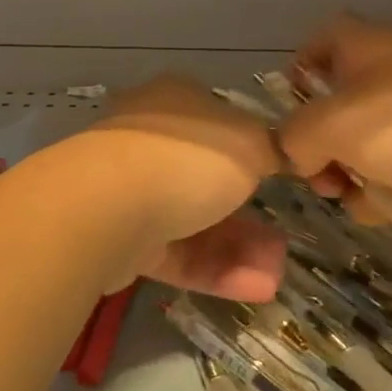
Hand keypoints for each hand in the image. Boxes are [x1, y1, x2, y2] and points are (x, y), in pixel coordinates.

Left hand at [84, 75, 285, 301]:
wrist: (108, 206)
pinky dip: (214, 270)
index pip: (217, 119)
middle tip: (283, 242)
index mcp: (175, 101)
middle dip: (249, 214)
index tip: (278, 176)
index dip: (250, 147)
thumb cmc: (187, 157)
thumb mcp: (250, 143)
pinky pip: (176, 253)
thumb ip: (272, 149)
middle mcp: (150, 140)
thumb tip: (277, 153)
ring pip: (193, 221)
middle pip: (206, 178)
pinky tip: (256, 289)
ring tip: (275, 276)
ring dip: (238, 248)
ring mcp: (131, 189)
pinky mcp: (121, 237)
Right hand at [278, 13, 391, 227]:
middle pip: (337, 110)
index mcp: (363, 49)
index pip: (315, 47)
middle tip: (324, 181)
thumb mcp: (338, 124)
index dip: (294, 80)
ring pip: (373, 150)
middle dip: (322, 151)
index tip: (287, 124)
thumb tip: (296, 157)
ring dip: (359, 180)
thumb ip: (294, 139)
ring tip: (365, 202)